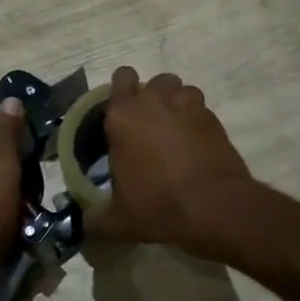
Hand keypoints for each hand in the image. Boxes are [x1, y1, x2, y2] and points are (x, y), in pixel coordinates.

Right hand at [92, 68, 252, 251]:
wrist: (213, 206)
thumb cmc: (157, 205)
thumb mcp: (118, 220)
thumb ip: (96, 217)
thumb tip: (85, 222)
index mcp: (123, 115)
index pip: (120, 78)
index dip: (121, 91)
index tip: (121, 113)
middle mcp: (155, 101)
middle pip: (153, 81)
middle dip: (151, 96)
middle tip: (148, 125)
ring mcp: (188, 106)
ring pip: (180, 90)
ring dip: (176, 104)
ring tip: (175, 131)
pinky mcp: (214, 118)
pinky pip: (201, 109)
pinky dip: (196, 121)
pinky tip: (195, 144)